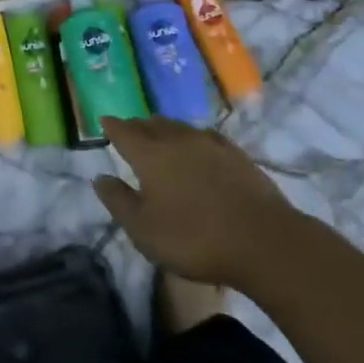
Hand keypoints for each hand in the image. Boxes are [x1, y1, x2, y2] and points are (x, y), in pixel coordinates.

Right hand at [93, 117, 293, 287]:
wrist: (263, 240)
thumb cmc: (194, 238)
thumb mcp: (143, 230)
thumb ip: (118, 201)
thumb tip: (100, 177)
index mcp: (150, 154)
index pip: (124, 131)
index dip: (112, 126)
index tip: (104, 122)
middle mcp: (177, 139)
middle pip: (151, 124)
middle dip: (137, 126)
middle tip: (129, 132)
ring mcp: (209, 143)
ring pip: (178, 127)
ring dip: (164, 129)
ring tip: (159, 137)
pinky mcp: (235, 153)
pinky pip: (204, 137)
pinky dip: (192, 139)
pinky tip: (197, 149)